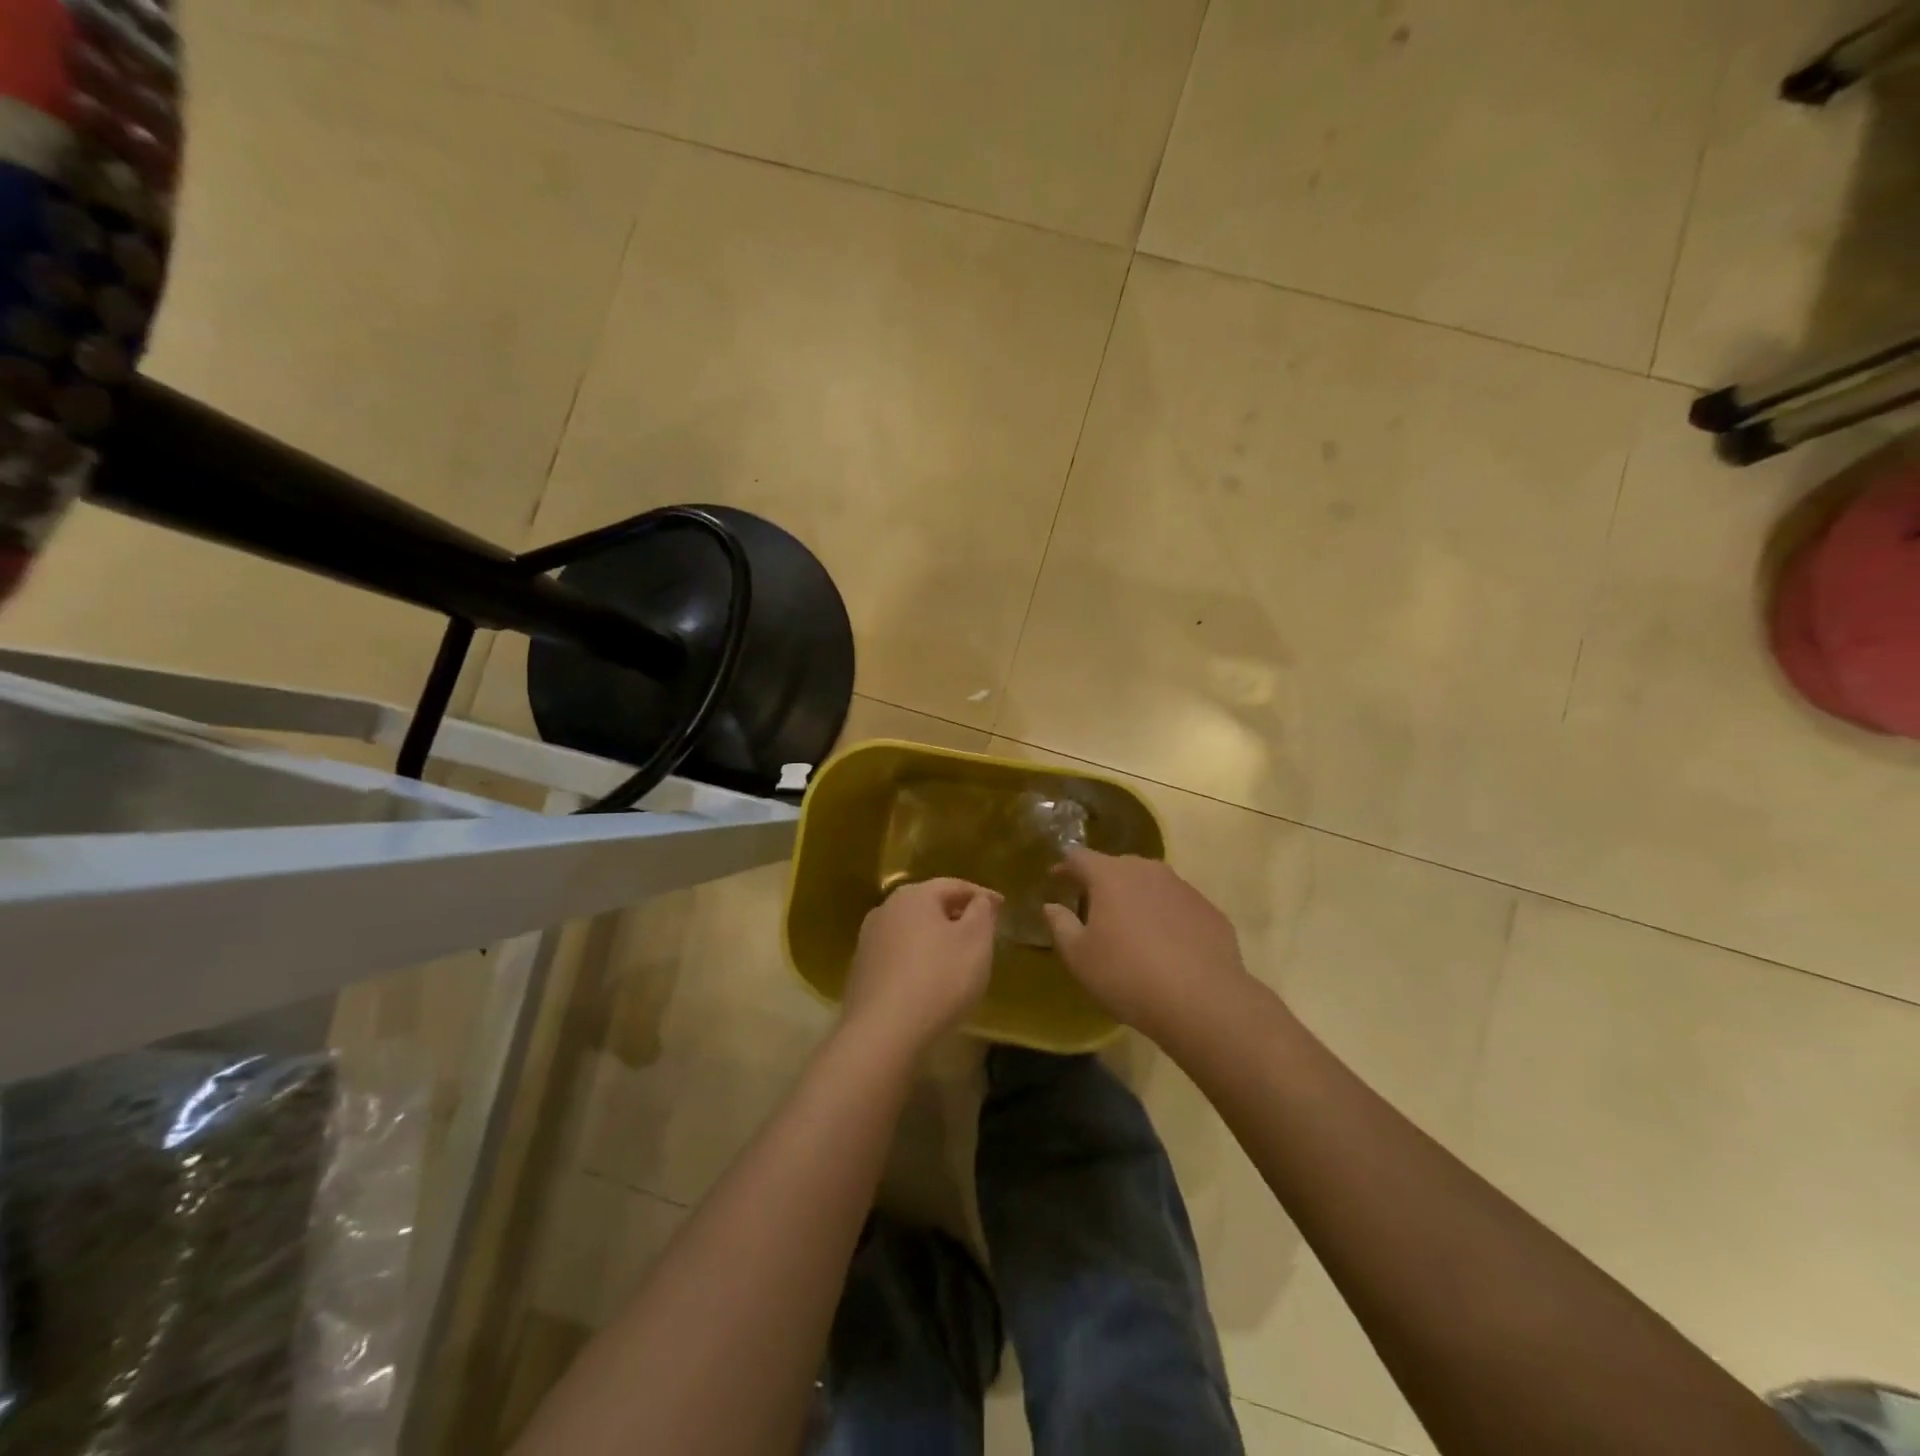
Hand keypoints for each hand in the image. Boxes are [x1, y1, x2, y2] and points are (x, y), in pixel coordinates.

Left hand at [842, 878, 999, 1054]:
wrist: (883, 1032)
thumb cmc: (939, 979)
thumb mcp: (976, 942)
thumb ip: (982, 913)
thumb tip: (979, 900)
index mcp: (914, 896)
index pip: (954, 885)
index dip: (982, 895)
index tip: (1002, 906)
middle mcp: (886, 909)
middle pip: (929, 905)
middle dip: (956, 914)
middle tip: (981, 930)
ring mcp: (868, 941)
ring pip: (911, 930)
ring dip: (934, 938)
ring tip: (956, 957)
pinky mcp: (861, 971)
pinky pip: (898, 956)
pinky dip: (917, 960)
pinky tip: (929, 980)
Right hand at [1044, 850, 1251, 1041]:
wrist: (1202, 1001)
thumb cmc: (1127, 975)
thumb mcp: (1079, 957)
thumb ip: (1060, 925)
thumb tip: (1051, 906)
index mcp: (1110, 876)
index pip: (1079, 857)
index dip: (1064, 867)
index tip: (1056, 880)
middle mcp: (1147, 870)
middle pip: (1117, 866)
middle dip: (1102, 882)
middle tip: (1092, 907)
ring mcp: (1182, 887)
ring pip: (1150, 884)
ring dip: (1136, 898)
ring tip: (1131, 927)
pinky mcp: (1209, 910)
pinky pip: (1178, 906)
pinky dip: (1166, 917)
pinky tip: (1167, 946)